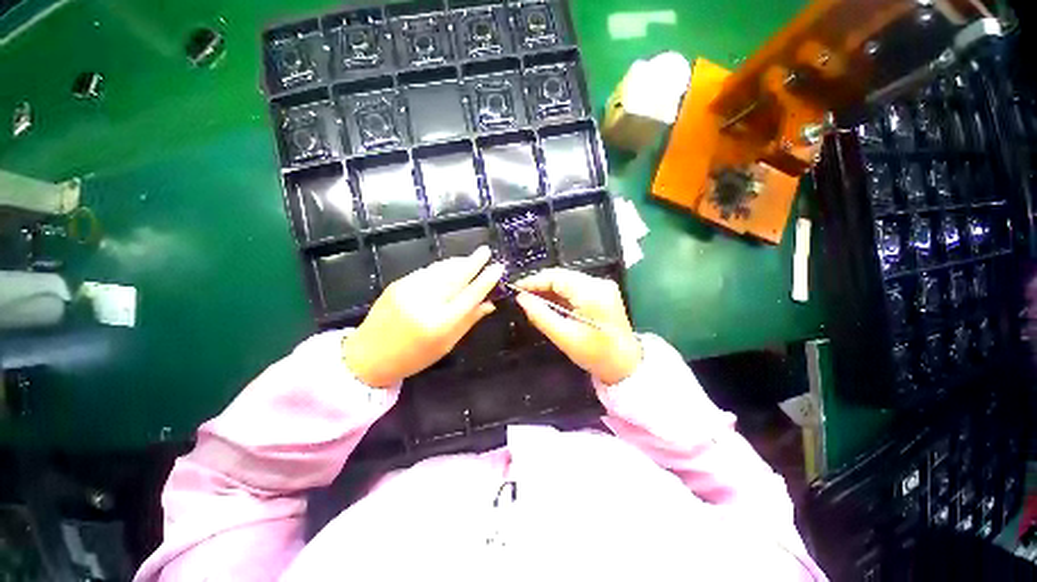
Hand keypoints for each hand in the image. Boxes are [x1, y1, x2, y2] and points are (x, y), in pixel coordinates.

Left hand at [342, 247, 504, 387]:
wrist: (368, 356)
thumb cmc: (413, 357)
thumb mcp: (446, 344)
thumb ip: (469, 320)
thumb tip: (490, 303)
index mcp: (440, 323)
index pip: (470, 295)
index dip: (486, 280)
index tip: (498, 268)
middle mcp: (425, 302)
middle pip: (456, 276)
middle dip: (473, 261)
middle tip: (486, 251)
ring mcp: (408, 290)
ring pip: (440, 269)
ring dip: (458, 262)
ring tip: (470, 258)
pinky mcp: (397, 283)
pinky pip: (426, 271)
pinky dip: (441, 268)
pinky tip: (449, 268)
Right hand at [514, 268, 641, 384]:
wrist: (626, 365)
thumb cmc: (596, 355)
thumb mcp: (564, 337)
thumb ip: (540, 315)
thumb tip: (521, 298)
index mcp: (592, 293)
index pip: (556, 276)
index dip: (533, 280)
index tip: (515, 288)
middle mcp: (599, 283)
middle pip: (562, 276)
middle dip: (539, 284)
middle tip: (521, 295)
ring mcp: (602, 287)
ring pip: (567, 281)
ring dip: (548, 289)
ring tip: (530, 299)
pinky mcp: (602, 293)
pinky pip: (575, 288)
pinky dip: (560, 294)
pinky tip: (548, 302)